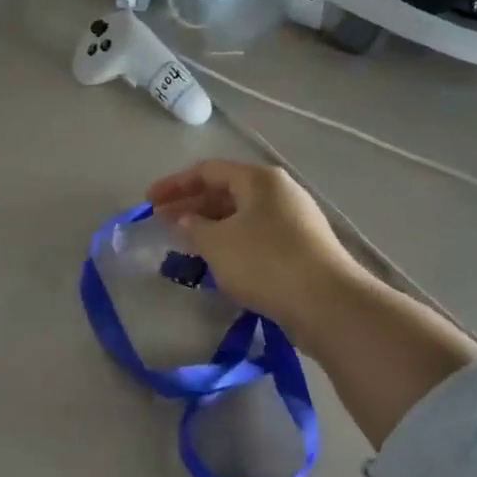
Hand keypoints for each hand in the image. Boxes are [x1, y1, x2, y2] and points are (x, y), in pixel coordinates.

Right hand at [147, 160, 367, 324]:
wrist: (328, 305)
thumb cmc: (265, 262)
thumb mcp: (217, 243)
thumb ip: (192, 227)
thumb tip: (183, 221)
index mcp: (259, 180)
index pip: (207, 171)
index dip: (174, 185)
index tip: (148, 202)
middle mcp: (278, 192)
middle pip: (225, 192)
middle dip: (190, 206)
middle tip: (160, 222)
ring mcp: (293, 221)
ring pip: (240, 216)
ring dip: (208, 227)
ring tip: (183, 244)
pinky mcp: (300, 249)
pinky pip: (254, 236)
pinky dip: (229, 243)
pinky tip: (215, 263)